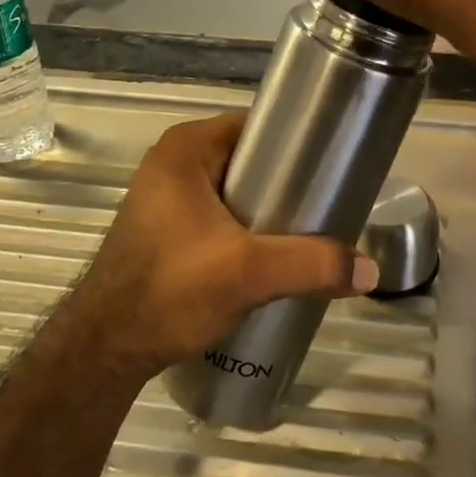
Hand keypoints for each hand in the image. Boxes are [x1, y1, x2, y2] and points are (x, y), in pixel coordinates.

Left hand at [59, 113, 377, 379]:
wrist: (104, 350)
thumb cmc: (170, 290)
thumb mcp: (248, 272)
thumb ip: (311, 264)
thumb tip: (371, 271)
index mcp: (186, 148)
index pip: (258, 127)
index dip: (297, 143)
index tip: (333, 167)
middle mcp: (173, 163)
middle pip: (250, 160)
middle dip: (288, 183)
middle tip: (327, 207)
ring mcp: (166, 198)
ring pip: (236, 191)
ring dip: (270, 211)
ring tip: (309, 233)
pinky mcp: (166, 230)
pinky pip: (221, 215)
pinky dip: (248, 229)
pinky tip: (273, 255)